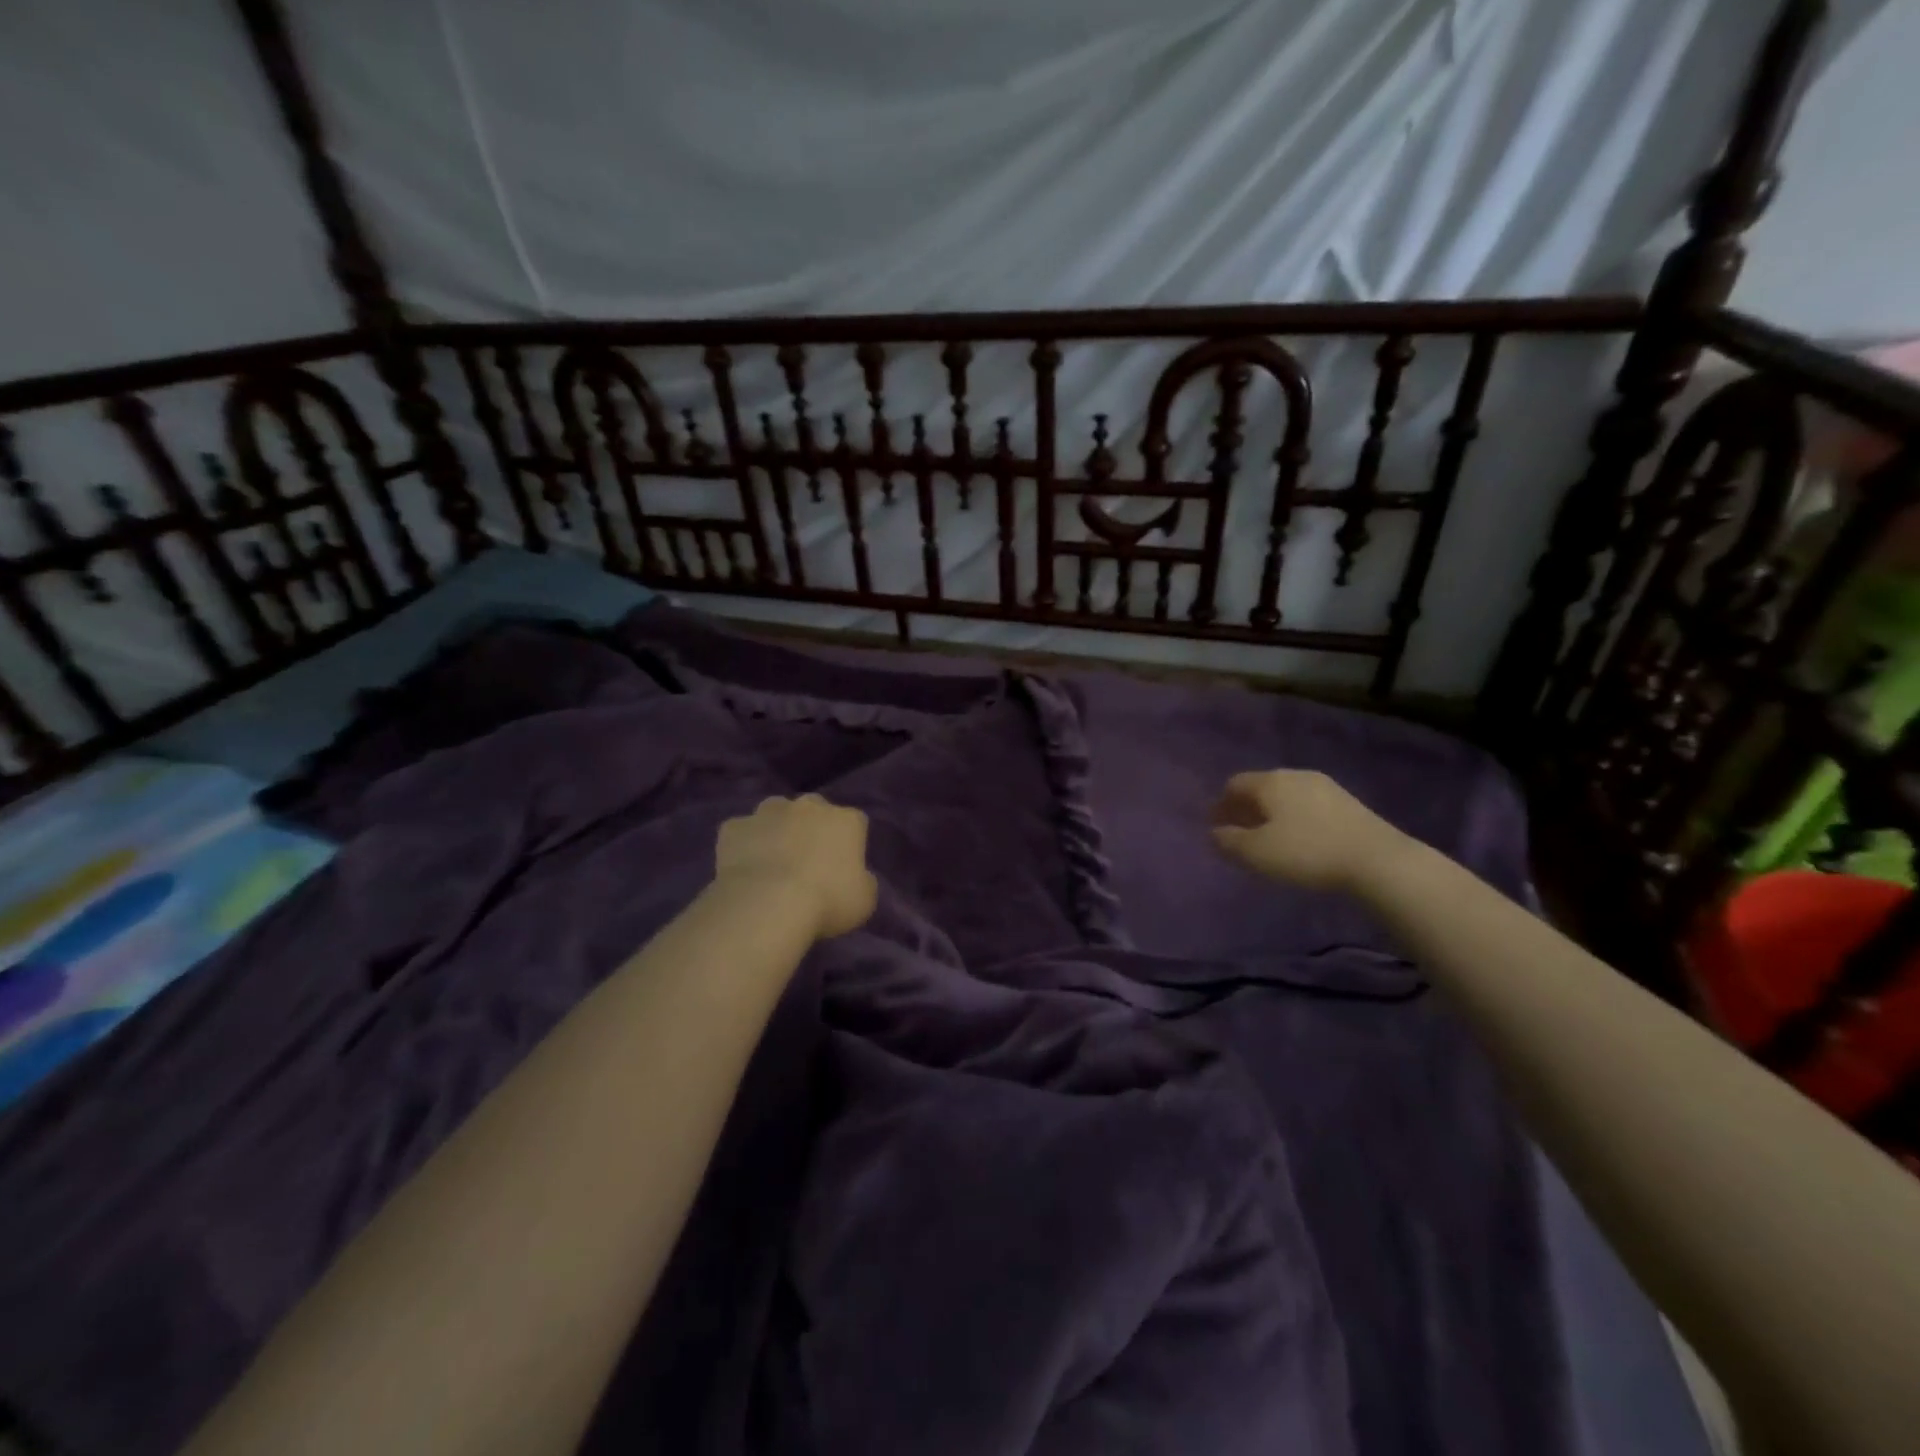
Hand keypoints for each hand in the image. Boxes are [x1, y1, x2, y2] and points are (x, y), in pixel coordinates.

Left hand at [715, 794, 878, 939]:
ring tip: (772, 865)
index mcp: (846, 820)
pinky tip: (743, 870)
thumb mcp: (864, 899)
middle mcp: (809, 806)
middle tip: (807, 864)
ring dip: (776, 832)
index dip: (849, 844)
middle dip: (811, 830)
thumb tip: (853, 877)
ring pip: (775, 815)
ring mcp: (768, 812)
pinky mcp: (734, 826)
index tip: (843, 868)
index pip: (855, 823)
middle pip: (813, 811)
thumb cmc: (827, 901)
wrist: (768, 904)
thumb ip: (862, 880)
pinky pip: (741, 833)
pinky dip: (743, 846)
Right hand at [1209, 770, 1403, 892]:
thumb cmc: (1306, 853)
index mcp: (1270, 782)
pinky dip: (1295, 817)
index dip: (1221, 804)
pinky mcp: (1347, 802)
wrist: (1377, 860)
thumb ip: (1228, 841)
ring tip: (1269, 837)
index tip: (1215, 825)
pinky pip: (1308, 804)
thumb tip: (1214, 832)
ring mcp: (1325, 786)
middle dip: (1246, 807)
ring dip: (1272, 812)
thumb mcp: (1256, 853)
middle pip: (1261, 786)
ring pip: (1286, 795)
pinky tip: (1299, 837)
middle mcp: (1295, 775)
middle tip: (1238, 830)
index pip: (1234, 784)